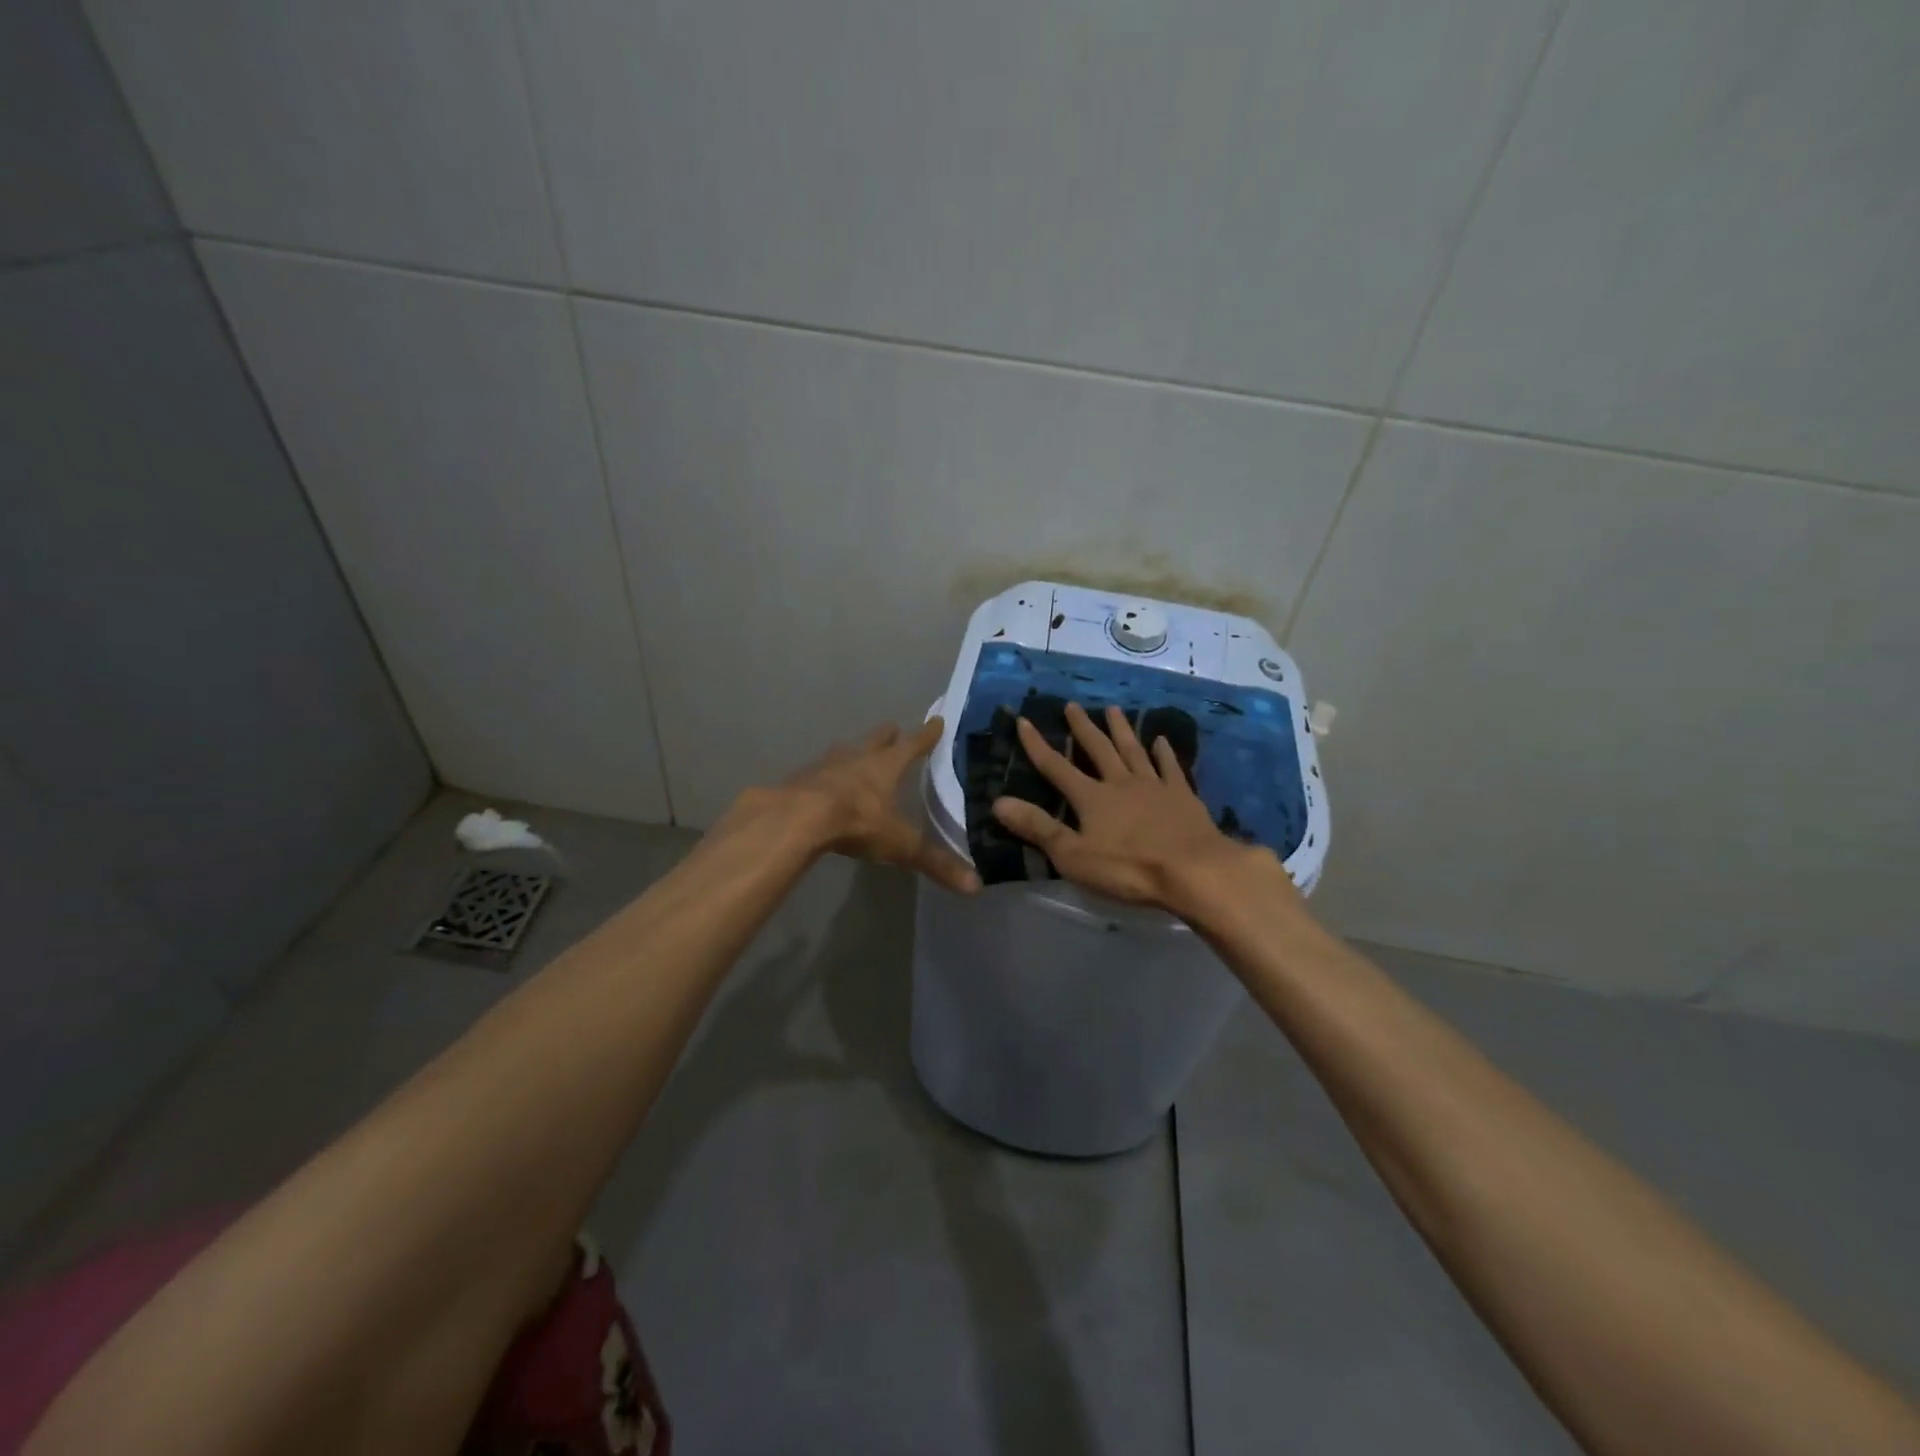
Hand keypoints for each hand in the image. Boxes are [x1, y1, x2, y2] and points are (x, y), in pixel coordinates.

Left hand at [753, 718, 980, 894]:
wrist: (798, 818)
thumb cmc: (857, 822)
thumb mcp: (900, 844)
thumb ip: (934, 862)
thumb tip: (975, 885)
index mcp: (886, 767)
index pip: (912, 745)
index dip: (926, 735)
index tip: (936, 720)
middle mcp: (857, 759)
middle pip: (875, 741)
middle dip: (886, 736)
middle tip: (893, 728)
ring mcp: (826, 766)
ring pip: (844, 752)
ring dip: (853, 752)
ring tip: (856, 752)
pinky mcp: (801, 780)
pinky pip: (818, 772)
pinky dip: (825, 774)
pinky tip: (822, 782)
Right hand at [991, 702, 1275, 914]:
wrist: (1193, 870)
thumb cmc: (1128, 868)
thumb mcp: (1073, 855)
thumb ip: (1038, 828)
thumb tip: (998, 802)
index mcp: (1091, 798)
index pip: (1056, 767)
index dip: (1037, 745)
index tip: (1023, 720)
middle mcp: (1120, 783)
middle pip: (1098, 749)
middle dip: (1083, 727)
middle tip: (1072, 705)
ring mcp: (1154, 786)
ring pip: (1133, 751)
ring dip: (1121, 730)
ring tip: (1113, 709)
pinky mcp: (1182, 796)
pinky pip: (1170, 768)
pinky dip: (1164, 753)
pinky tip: (1161, 740)